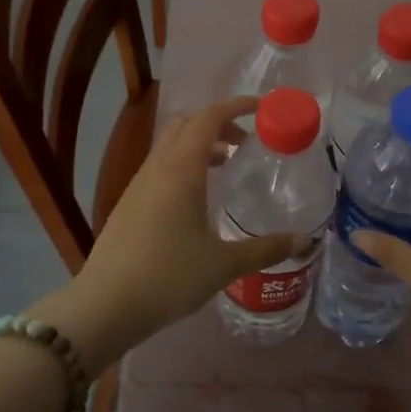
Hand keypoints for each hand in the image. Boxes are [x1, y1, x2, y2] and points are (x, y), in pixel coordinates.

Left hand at [35, 97, 302, 372]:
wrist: (105, 305)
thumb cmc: (168, 278)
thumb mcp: (224, 265)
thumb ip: (266, 249)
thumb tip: (305, 241)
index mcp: (181, 169)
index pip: (209, 117)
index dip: (235, 106)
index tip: (261, 108)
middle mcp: (157, 167)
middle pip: (186, 123)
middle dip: (217, 122)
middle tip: (245, 142)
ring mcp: (138, 184)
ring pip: (170, 145)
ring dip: (199, 144)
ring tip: (225, 167)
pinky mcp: (128, 203)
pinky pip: (160, 166)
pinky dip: (183, 164)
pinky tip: (196, 199)